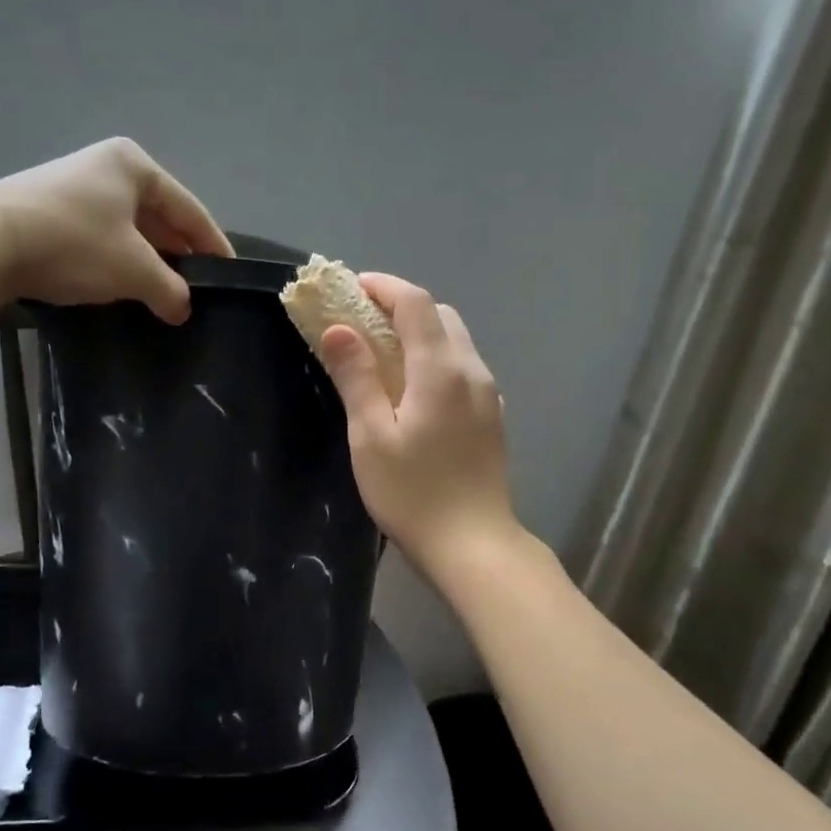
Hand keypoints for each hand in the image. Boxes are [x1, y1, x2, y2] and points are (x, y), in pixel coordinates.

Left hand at [0, 138, 231, 323]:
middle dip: (178, 254)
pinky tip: (122, 287)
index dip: (213, 244)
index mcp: (134, 165)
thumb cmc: (74, 244)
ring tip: (164, 294)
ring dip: (148, 261)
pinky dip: (117, 261)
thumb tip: (183, 308)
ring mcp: (72, 187)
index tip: (230, 273)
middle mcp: (104, 167)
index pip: (189, 209)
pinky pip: (100, 237)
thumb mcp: (134, 270)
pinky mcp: (47, 210)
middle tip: (197, 289)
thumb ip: (170, 289)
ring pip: (128, 229)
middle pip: (158, 216)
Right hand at [316, 273, 520, 580]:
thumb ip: (356, 377)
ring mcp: (487, 393)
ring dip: (419, 332)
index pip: (415, 303)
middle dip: (400, 306)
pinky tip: (412, 387)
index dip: (382, 286)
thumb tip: (339, 328)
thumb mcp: (371, 436)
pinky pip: (462, 367)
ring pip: (454, 340)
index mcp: (441, 370)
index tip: (350, 288)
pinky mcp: (491, 415)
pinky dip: (434, 357)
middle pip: (439, 315)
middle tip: (360, 321)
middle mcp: (472, 370)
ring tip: (382, 353)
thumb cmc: (412, 493)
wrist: (472, 544)